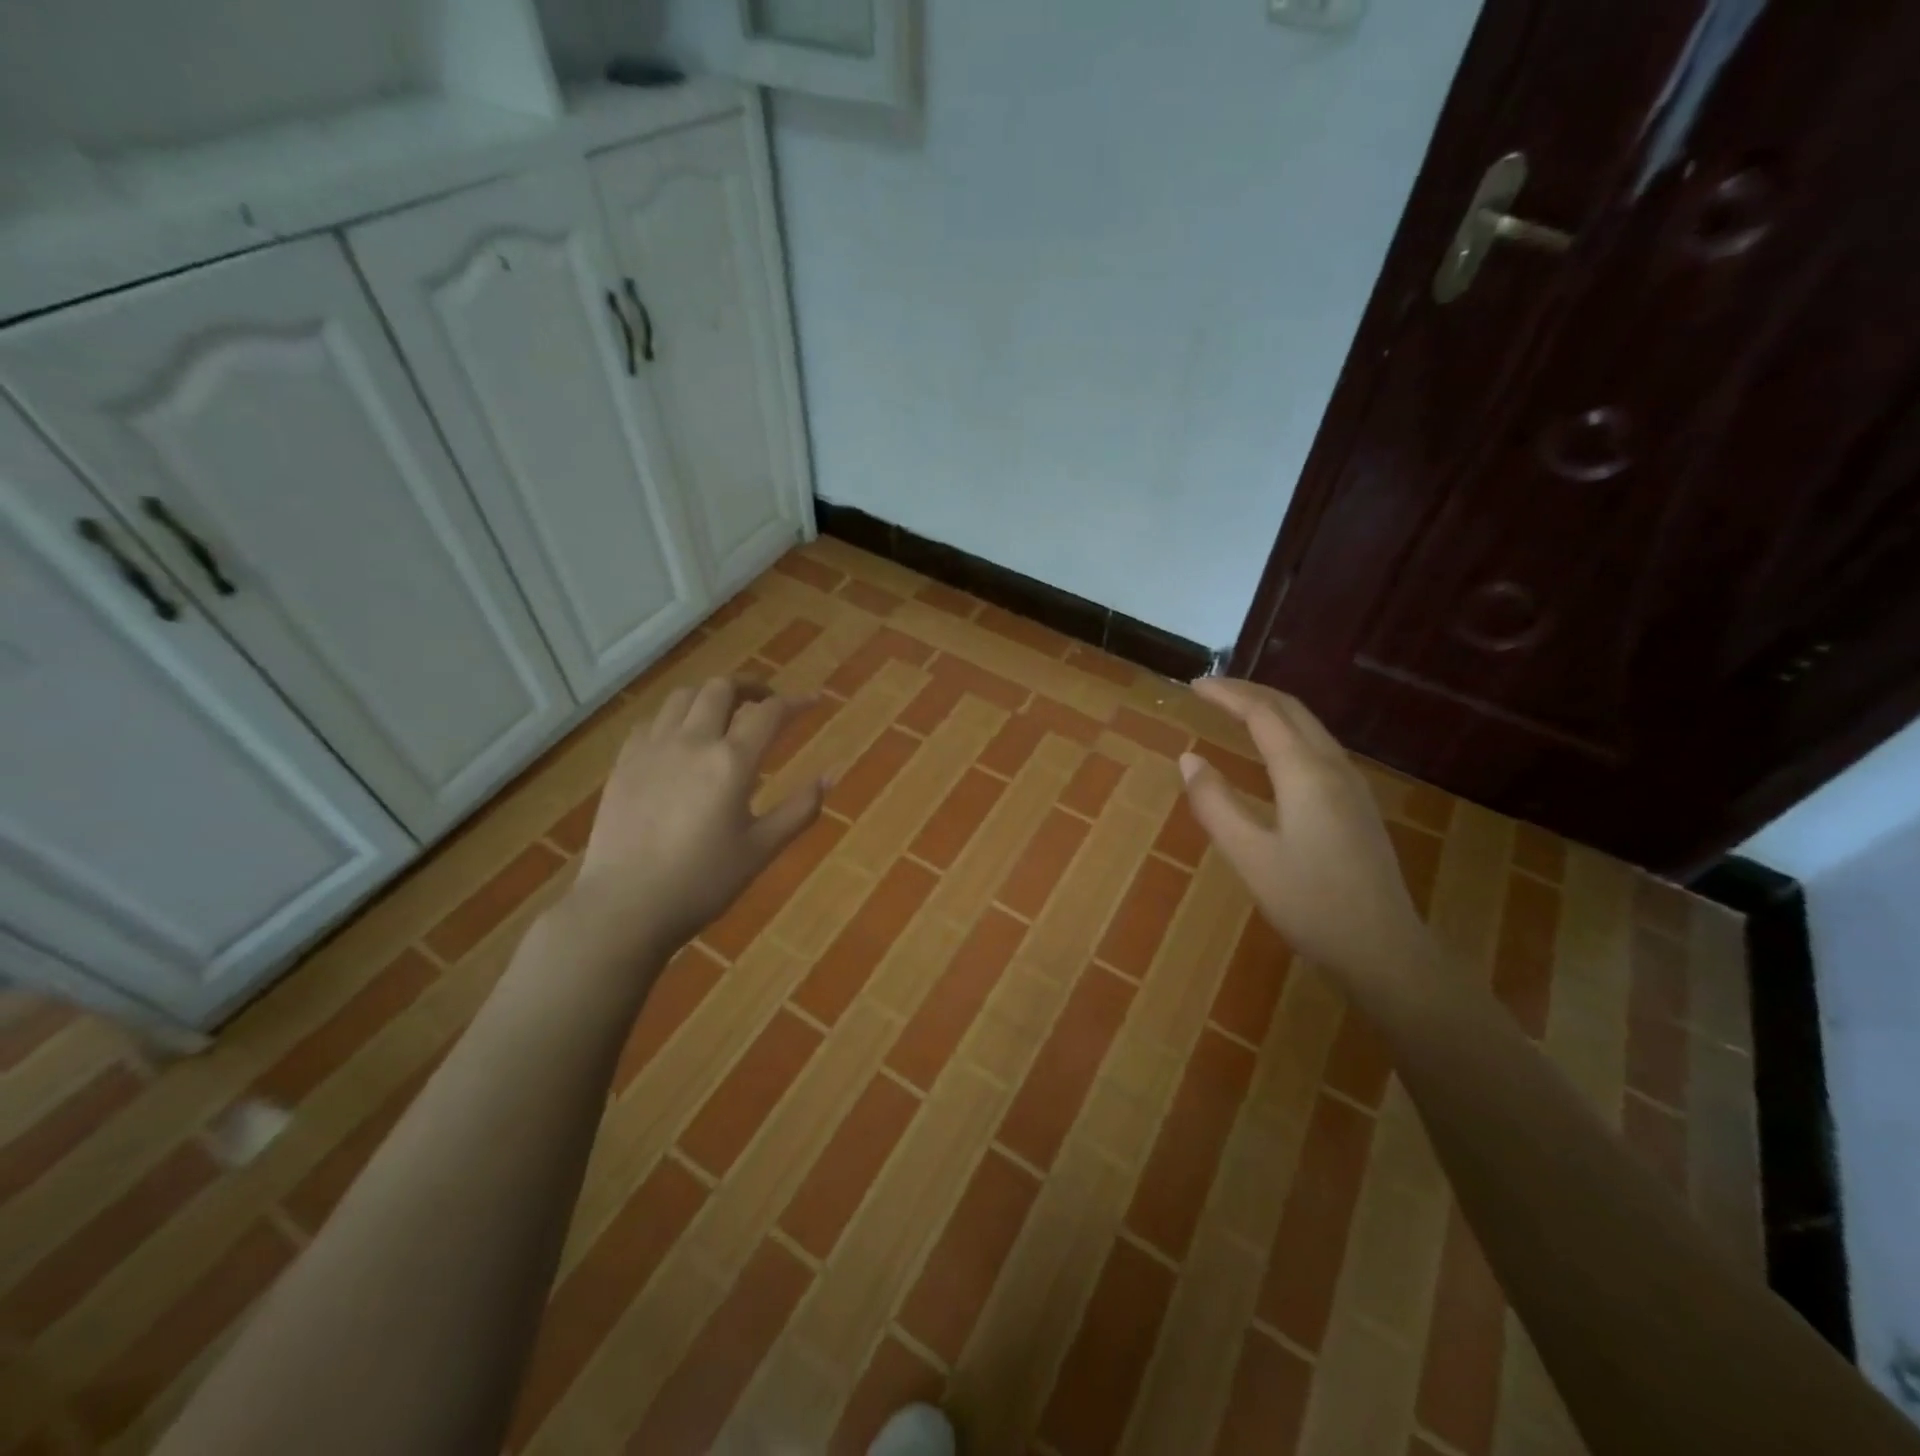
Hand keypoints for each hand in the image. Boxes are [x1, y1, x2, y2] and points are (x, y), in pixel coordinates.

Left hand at [564, 676, 825, 965]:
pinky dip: (676, 716)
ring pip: (683, 696)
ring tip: (724, 713)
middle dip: (751, 686)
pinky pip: (653, 720)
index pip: (770, 713)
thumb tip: (830, 776)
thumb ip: (799, 809)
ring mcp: (652, 748)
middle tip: (767, 702)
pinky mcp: (624, 762)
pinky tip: (681, 737)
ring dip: (710, 696)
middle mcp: (692, 741)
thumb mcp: (761, 850)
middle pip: (722, 689)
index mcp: (731, 762)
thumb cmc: (702, 882)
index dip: (797, 702)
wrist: (624, 907)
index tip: (814, 700)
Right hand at [1179, 678, 1427, 982]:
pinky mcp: (1357, 804)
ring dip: (1271, 709)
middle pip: (1291, 710)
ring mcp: (1352, 785)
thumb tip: (1189, 759)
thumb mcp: (1249, 856)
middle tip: (1210, 690)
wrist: (1384, 948)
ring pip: (1309, 726)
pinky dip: (1287, 730)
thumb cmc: (1310, 903)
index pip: (1263, 714)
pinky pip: (1318, 746)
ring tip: (1236, 709)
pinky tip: (1274, 749)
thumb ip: (1214, 804)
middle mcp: (1333, 767)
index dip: (1227, 694)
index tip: (1194, 685)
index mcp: (1305, 774)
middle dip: (1250, 692)